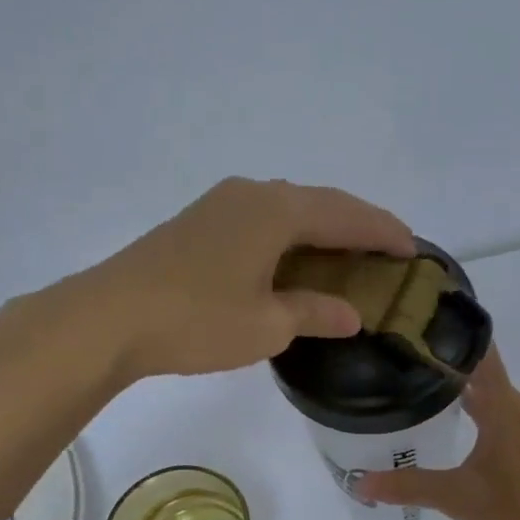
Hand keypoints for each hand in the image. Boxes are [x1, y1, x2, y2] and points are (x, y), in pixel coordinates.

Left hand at [0, 177, 414, 388]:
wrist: (107, 318)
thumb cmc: (196, 319)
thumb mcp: (267, 325)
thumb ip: (315, 313)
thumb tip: (350, 314)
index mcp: (277, 211)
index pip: (347, 215)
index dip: (383, 231)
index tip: (413, 249)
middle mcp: (253, 195)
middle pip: (320, 203)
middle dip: (358, 224)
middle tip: (388, 249)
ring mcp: (221, 205)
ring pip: (290, 208)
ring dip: (324, 228)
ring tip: (349, 253)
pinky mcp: (200, 222)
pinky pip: (264, 220)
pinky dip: (293, 235)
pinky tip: (295, 258)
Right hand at [359, 347, 519, 519]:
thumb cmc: (519, 509)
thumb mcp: (458, 498)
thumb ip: (410, 486)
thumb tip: (361, 483)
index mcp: (502, 407)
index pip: (480, 354)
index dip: (454, 334)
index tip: (423, 320)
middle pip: (483, 372)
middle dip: (448, 363)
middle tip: (408, 358)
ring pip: (494, 395)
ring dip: (464, 388)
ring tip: (425, 388)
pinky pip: (504, 413)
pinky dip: (481, 409)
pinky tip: (461, 426)